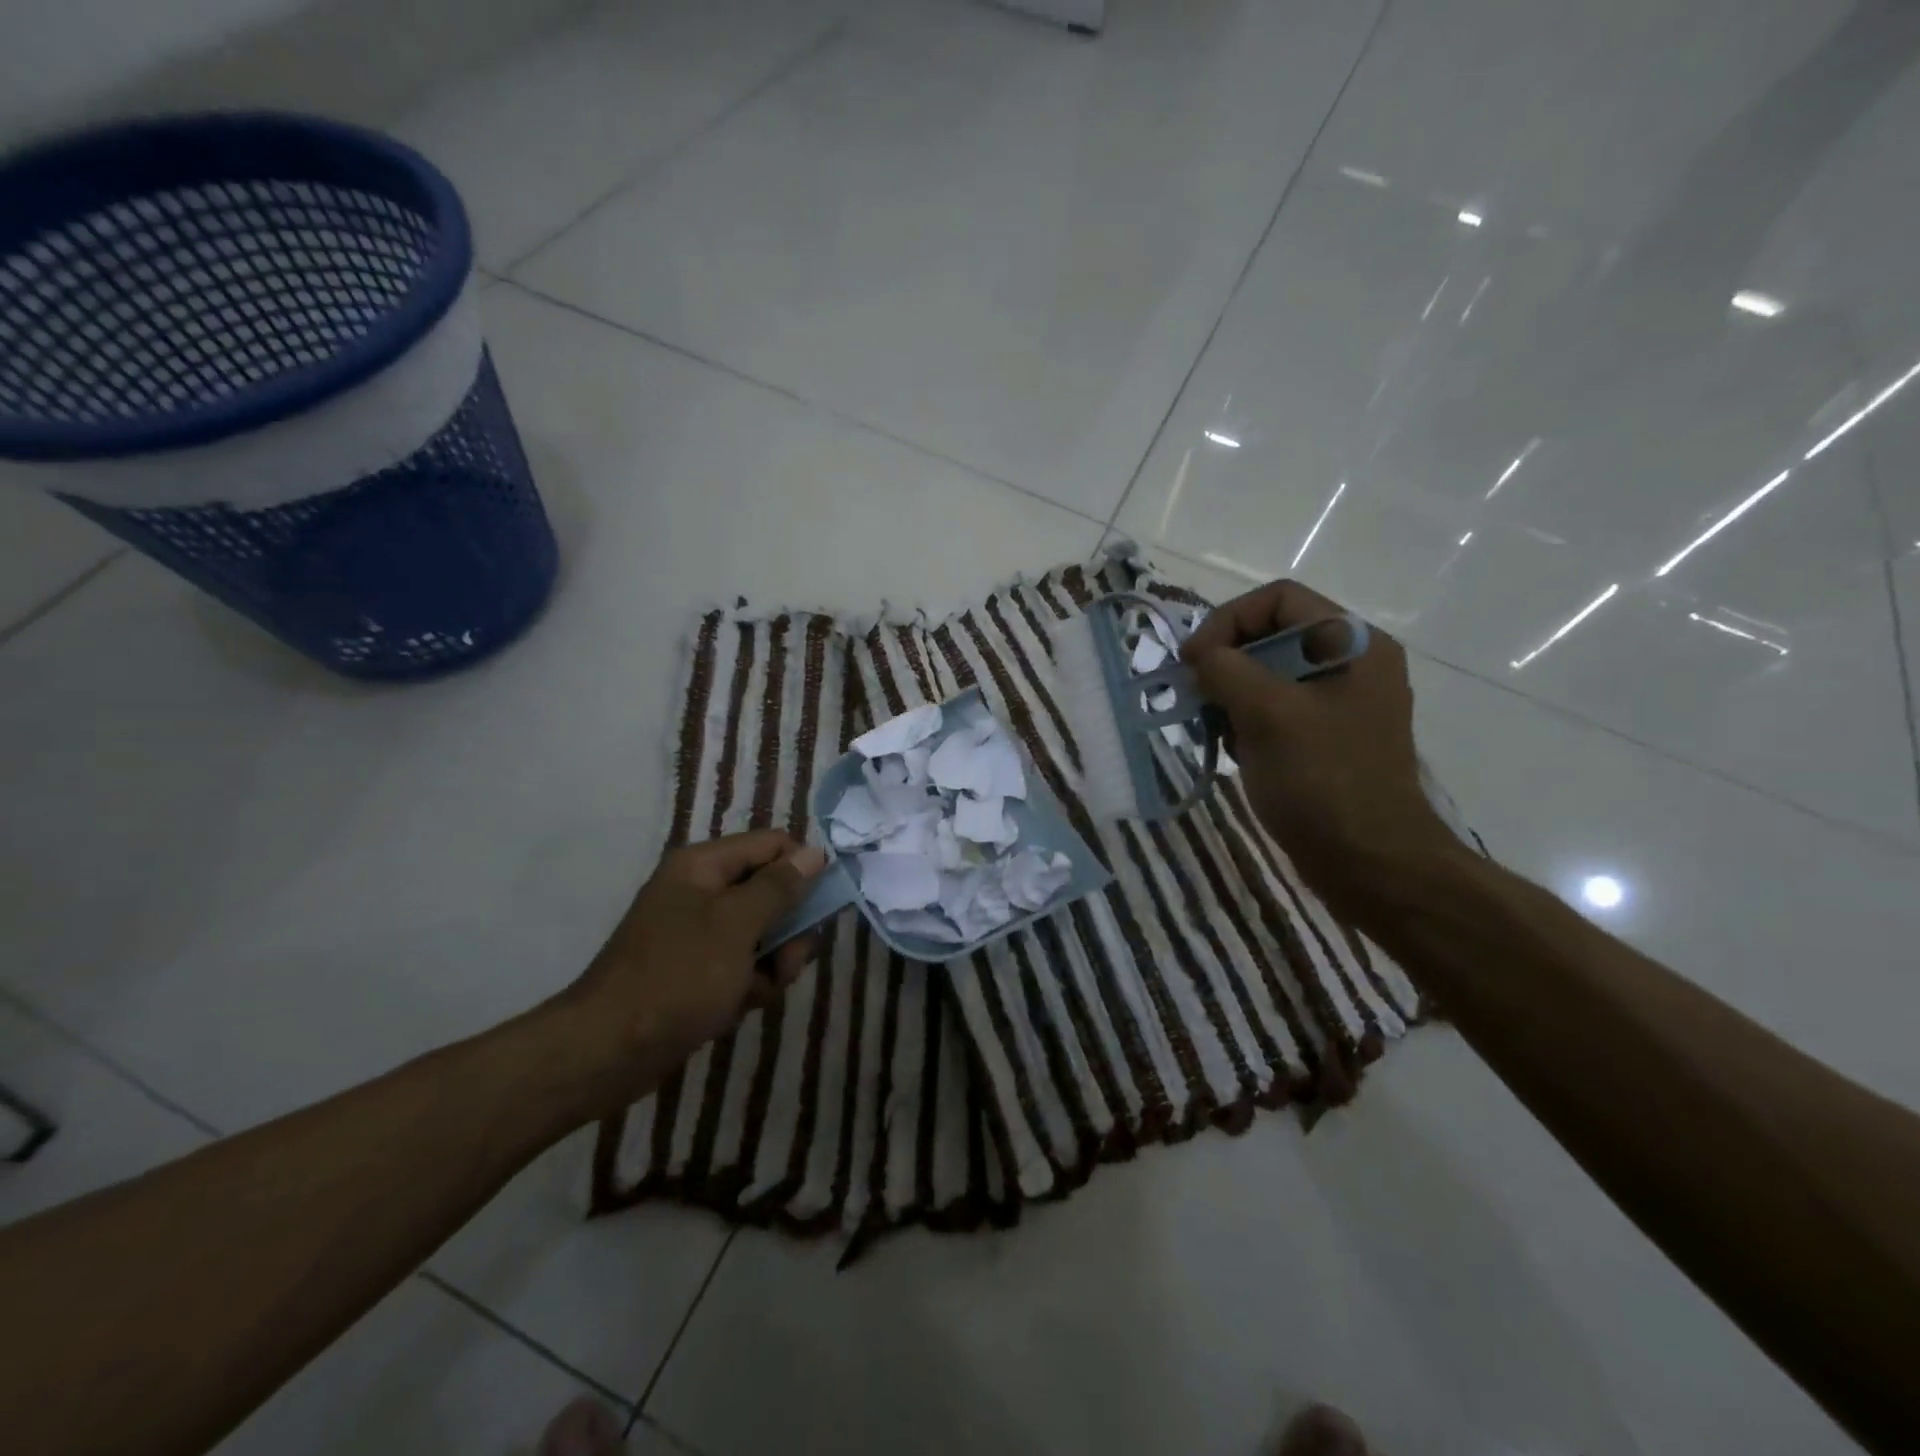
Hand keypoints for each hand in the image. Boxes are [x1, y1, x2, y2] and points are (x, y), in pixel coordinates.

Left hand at [551, 831, 827, 1118]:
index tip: (823, 906)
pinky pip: (742, 964)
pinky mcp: (697, 970)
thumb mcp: (737, 925)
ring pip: (763, 932)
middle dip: (789, 927)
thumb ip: (779, 887)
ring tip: (761, 990)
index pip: (772, 845)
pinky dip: (750, 983)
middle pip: (771, 891)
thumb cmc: (677, 976)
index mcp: (703, 866)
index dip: (802, 869)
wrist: (608, 1051)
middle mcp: (701, 890)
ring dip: (774, 961)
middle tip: (788, 959)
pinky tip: (740, 1006)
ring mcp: (698, 933)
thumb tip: (815, 853)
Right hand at [1181, 580, 1457, 916]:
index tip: (1193, 661)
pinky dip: (1244, 721)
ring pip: (1266, 675)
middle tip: (1195, 694)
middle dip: (1226, 661)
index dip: (1228, 620)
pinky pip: (1273, 710)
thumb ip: (1225, 669)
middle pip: (1271, 635)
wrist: (1370, 863)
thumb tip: (1198, 655)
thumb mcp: (1267, 714)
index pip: (1279, 599)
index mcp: (1353, 643)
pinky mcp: (1322, 738)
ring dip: (1230, 695)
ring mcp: (1337, 703)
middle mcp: (1350, 663)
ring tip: (1214, 727)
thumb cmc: (1323, 780)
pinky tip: (1232, 749)